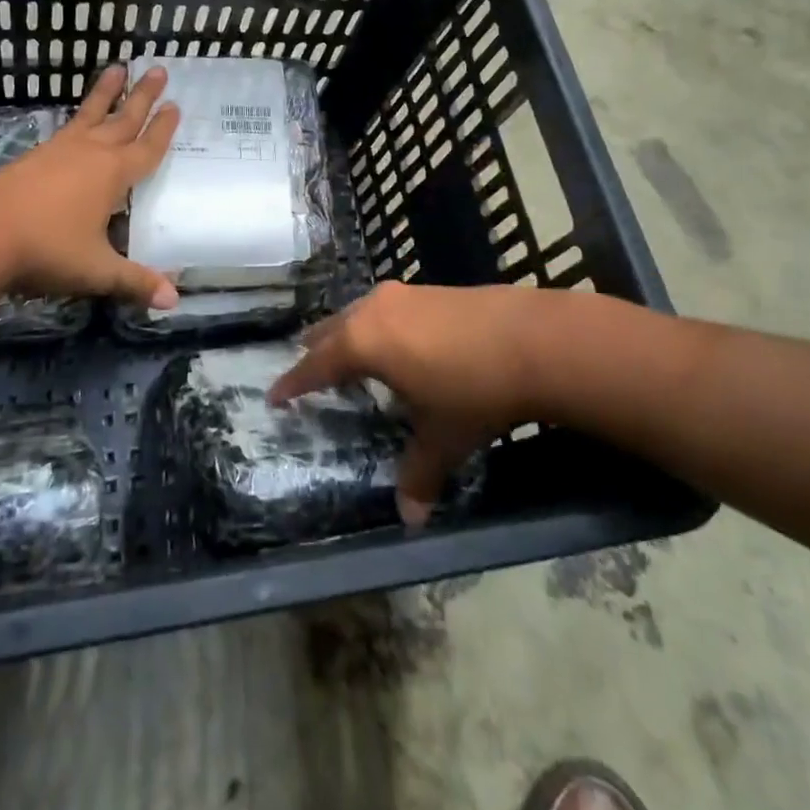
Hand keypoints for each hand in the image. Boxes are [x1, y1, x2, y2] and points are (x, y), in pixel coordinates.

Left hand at [0, 65, 179, 307]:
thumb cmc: (47, 250)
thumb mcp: (96, 270)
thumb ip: (135, 281)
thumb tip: (173, 301)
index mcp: (113, 175)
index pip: (146, 148)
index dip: (163, 130)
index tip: (175, 106)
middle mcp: (91, 153)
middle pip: (124, 119)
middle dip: (143, 96)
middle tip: (158, 69)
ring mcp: (61, 150)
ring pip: (92, 114)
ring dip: (108, 93)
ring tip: (118, 68)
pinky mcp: (36, 155)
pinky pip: (68, 125)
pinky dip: (80, 114)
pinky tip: (78, 118)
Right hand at [268, 281, 541, 525]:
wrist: (535, 339)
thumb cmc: (474, 390)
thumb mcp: (443, 437)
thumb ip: (419, 474)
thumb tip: (411, 519)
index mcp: (364, 342)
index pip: (315, 365)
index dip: (293, 383)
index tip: (273, 395)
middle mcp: (375, 310)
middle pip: (332, 329)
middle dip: (317, 351)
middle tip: (306, 371)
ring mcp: (405, 294)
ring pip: (360, 313)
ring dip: (348, 334)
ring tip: (348, 355)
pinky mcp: (432, 289)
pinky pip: (387, 309)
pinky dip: (378, 326)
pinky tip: (397, 343)